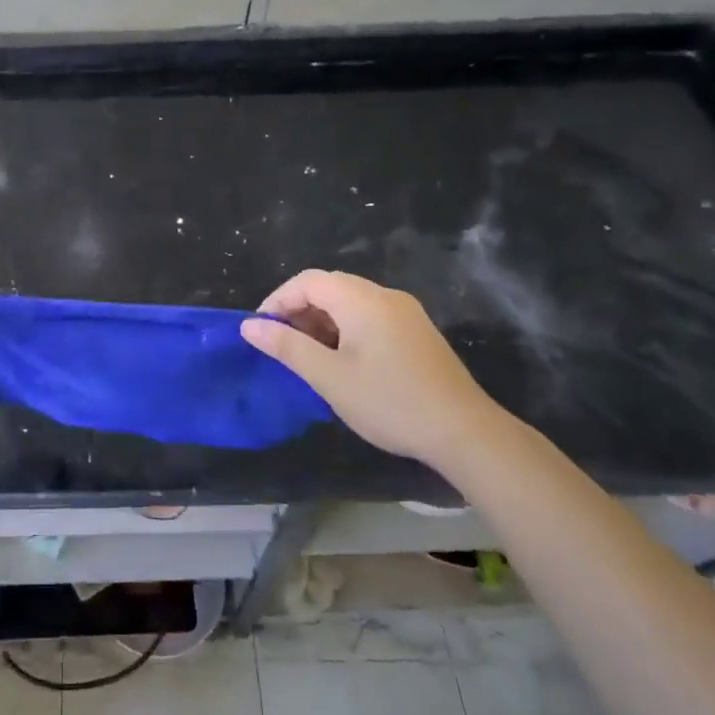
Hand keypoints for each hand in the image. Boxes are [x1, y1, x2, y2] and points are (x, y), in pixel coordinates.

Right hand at [242, 269, 507, 467]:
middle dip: (298, 310)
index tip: (260, 330)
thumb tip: (249, 326)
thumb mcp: (329, 377)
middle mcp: (384, 296)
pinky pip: (370, 316)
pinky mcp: (417, 332)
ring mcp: (405, 313)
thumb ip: (287, 347)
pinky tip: (342, 361)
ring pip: (350, 302)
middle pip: (330, 287)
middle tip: (281, 343)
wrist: (465, 432)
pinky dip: (345, 329)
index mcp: (361, 300)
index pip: (308, 281)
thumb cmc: (390, 402)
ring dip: (322, 321)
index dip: (278, 300)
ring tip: (307, 356)